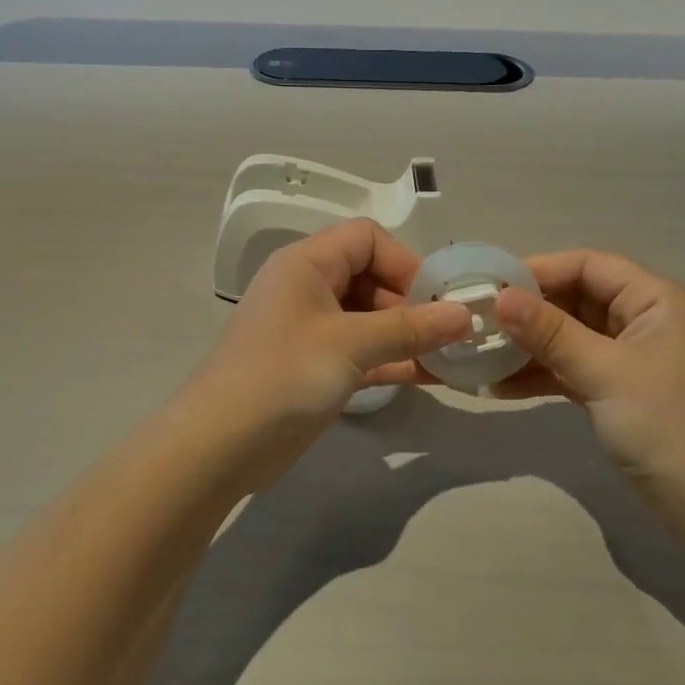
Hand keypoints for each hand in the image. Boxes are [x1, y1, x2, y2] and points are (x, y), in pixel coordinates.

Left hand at [198, 220, 471, 439]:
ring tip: (451, 358)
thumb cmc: (284, 376)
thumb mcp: (350, 345)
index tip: (435, 299)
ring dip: (408, 336)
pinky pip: (362, 352)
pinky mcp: (316, 367)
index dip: (404, 262)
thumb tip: (465, 315)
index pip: (366, 238)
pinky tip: (431, 376)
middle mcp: (308, 288)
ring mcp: (311, 330)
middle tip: (449, 335)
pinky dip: (392, 360)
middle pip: (372, 277)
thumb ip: (410, 328)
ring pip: (370, 319)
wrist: (219, 446)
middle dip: (412, 304)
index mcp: (307, 264)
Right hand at [493, 251, 684, 522]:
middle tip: (478, 321)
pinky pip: (573, 368)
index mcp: (657, 299)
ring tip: (480, 354)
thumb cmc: (667, 427)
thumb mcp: (605, 373)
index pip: (589, 266)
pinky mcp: (619, 390)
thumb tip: (500, 297)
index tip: (490, 285)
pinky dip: (542, 374)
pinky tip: (500, 385)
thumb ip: (551, 332)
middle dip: (529, 310)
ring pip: (571, 335)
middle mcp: (645, 319)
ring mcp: (632, 357)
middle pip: (577, 298)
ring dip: (530, 345)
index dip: (539, 271)